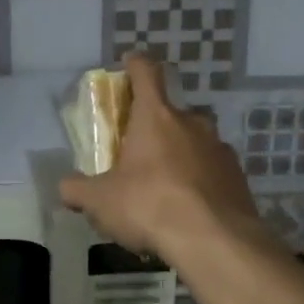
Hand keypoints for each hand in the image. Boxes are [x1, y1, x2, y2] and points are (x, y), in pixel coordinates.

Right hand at [58, 53, 263, 259]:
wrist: (214, 241)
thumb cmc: (149, 205)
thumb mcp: (100, 201)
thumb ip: (78, 190)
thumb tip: (66, 187)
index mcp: (155, 116)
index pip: (146, 73)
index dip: (136, 65)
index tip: (129, 63)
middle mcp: (191, 122)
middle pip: (170, 112)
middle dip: (154, 126)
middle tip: (139, 151)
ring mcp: (219, 148)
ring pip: (194, 141)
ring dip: (179, 154)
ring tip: (165, 186)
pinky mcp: (237, 175)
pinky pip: (212, 169)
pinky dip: (200, 180)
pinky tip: (190, 207)